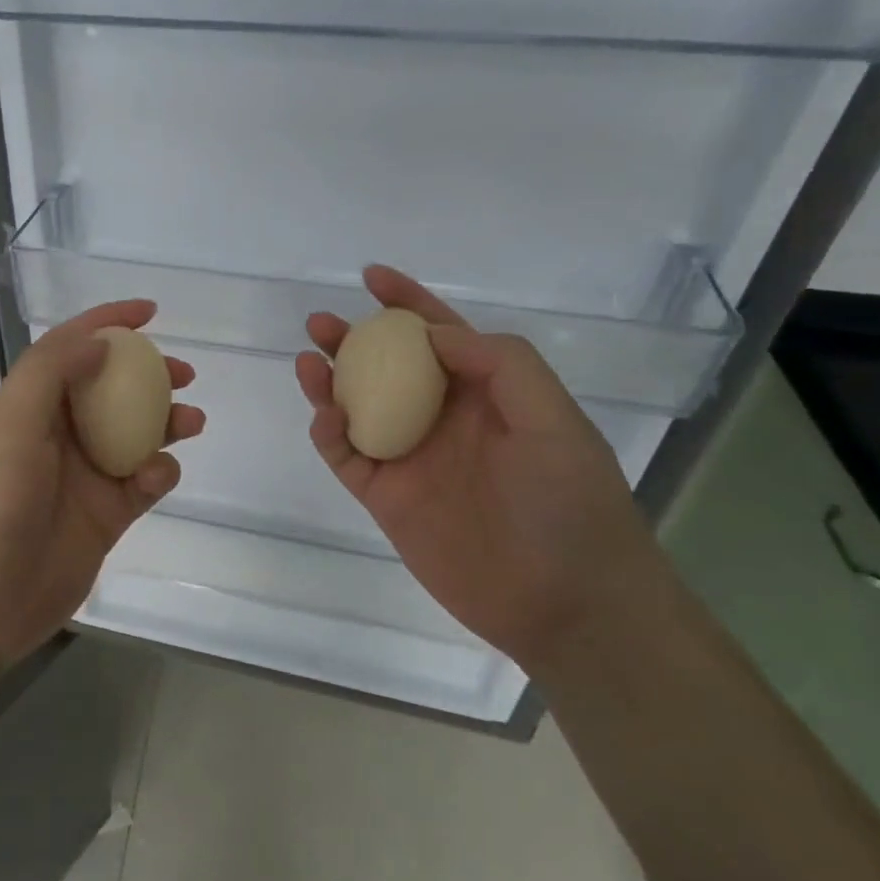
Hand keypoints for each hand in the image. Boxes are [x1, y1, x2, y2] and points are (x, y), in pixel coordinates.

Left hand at [0, 302, 204, 665]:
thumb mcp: (7, 426)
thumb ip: (49, 374)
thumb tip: (97, 343)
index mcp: (22, 408)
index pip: (67, 350)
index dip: (106, 324)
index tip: (150, 312)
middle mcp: (52, 436)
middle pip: (108, 390)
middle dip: (147, 375)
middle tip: (184, 373)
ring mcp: (79, 478)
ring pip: (132, 435)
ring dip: (164, 423)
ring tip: (192, 421)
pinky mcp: (102, 518)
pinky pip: (140, 484)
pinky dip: (157, 473)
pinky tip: (159, 475)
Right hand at [295, 266, 665, 667]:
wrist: (564, 603)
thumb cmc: (570, 505)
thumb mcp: (553, 420)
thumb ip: (500, 365)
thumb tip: (434, 335)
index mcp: (486, 395)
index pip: (440, 335)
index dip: (407, 302)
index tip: (372, 277)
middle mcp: (442, 419)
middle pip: (387, 368)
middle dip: (354, 340)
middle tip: (320, 324)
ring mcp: (411, 459)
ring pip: (357, 409)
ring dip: (330, 383)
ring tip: (308, 361)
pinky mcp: (386, 498)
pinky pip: (346, 457)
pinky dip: (330, 434)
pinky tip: (325, 416)